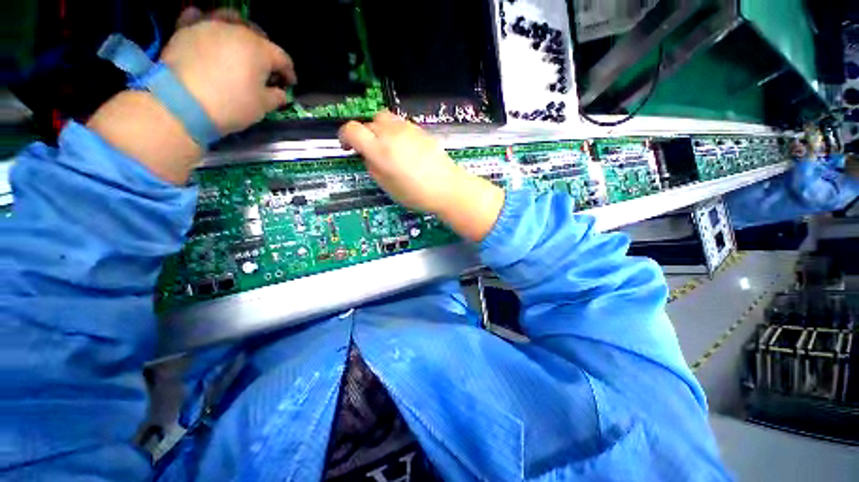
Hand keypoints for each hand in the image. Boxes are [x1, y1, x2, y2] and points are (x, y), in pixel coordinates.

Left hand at [88, 8, 295, 184]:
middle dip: (266, 51)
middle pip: (258, 36)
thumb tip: (281, 92)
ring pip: (230, 18)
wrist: (182, 104)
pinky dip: (205, 20)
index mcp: (259, 50)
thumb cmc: (231, 105)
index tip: (290, 84)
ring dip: (239, 29)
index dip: (289, 72)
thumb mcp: (263, 106)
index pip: (282, 58)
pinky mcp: (185, 30)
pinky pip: (197, 16)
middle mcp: (237, 30)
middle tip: (266, 68)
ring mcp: (209, 26)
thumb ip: (276, 96)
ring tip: (239, 43)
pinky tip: (208, 28)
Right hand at [339, 111, 504, 241]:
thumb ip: (373, 167)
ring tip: (387, 148)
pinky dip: (395, 132)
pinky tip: (403, 148)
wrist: (447, 188)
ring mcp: (408, 129)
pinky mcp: (421, 130)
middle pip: (369, 122)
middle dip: (365, 134)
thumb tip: (368, 156)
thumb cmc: (417, 193)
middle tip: (370, 151)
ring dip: (380, 130)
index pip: (352, 130)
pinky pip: (401, 124)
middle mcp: (391, 134)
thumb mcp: (388, 187)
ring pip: (385, 119)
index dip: (345, 136)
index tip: (347, 146)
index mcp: (379, 149)